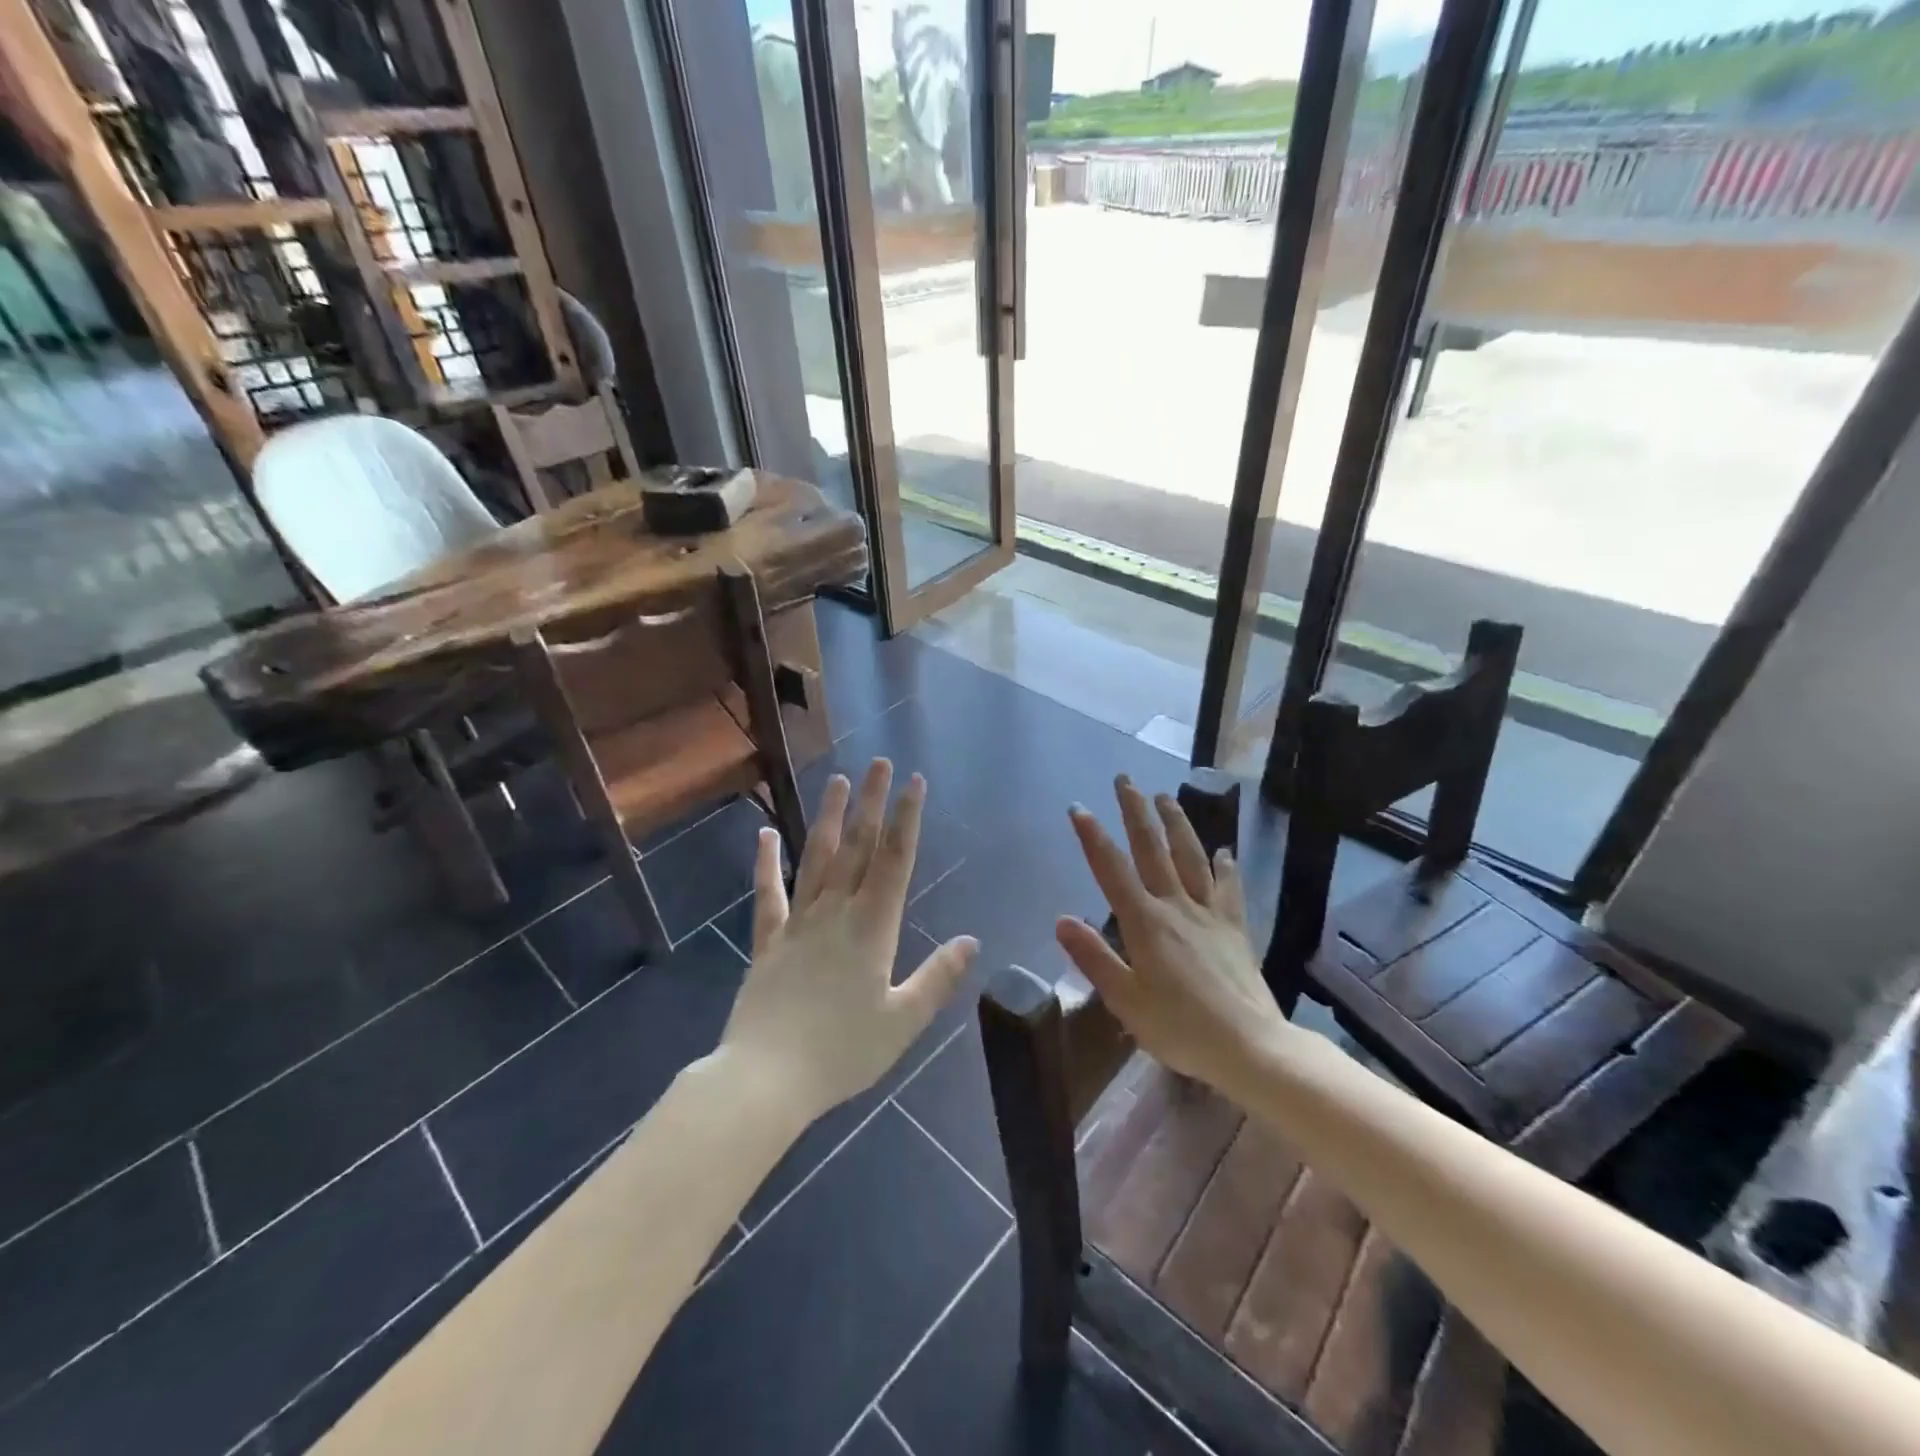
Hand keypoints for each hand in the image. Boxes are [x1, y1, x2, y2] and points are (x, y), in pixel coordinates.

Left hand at [718, 759, 976, 1120]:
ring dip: (828, 818)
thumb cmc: (842, 1053)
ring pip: (815, 858)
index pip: (895, 861)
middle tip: (878, 763)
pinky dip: (765, 863)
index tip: (914, 782)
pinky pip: (768, 894)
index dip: (907, 818)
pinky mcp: (767, 941)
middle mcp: (836, 913)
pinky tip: (764, 834)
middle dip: (871, 803)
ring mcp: (798, 923)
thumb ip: (937, 977)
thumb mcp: (903, 1021)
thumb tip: (971, 940)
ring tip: (837, 781)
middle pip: (857, 848)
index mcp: (873, 928)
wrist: (766, 1079)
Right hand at [1055, 776, 1292, 1095]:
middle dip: (1136, 812)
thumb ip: (1093, 957)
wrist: (1251, 1047)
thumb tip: (1061, 920)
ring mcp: (1209, 915)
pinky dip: (1225, 867)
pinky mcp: (1235, 929)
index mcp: (1145, 923)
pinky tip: (1224, 851)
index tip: (1078, 808)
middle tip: (1126, 780)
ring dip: (1177, 824)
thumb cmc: (1180, 1028)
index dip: (1093, 837)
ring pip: (1191, 858)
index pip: (1112, 870)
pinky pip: (1229, 889)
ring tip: (1166, 797)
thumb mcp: (1126, 1000)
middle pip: (1153, 850)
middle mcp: (1176, 907)